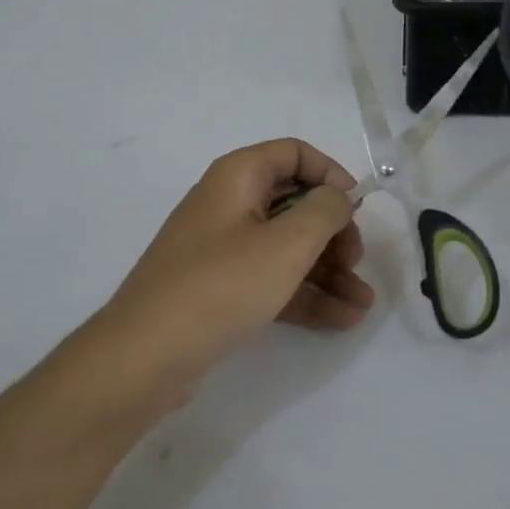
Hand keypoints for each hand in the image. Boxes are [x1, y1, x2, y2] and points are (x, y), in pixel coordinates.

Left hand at [94, 139, 374, 391]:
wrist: (146, 354)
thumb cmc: (222, 284)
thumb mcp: (287, 243)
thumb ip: (325, 211)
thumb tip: (337, 197)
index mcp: (238, 177)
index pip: (294, 154)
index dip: (331, 175)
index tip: (358, 209)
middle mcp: (229, 204)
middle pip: (295, 203)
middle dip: (334, 233)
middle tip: (356, 263)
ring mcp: (223, 249)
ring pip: (286, 247)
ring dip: (328, 271)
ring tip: (363, 304)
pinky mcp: (221, 288)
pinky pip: (271, 280)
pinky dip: (305, 294)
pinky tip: (341, 320)